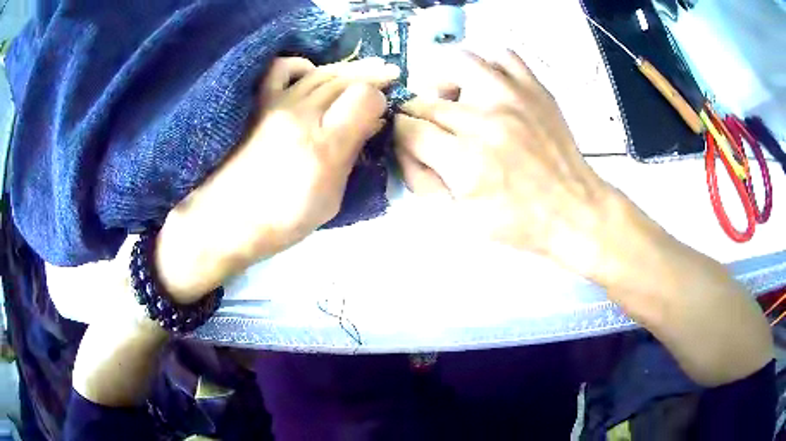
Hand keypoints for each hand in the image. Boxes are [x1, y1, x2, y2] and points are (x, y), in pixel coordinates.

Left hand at [156, 57, 400, 302]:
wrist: (226, 221)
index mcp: (324, 146)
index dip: (379, 98)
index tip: (380, 110)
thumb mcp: (331, 201)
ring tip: (364, 70)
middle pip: (346, 79)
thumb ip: (352, 157)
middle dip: (372, 76)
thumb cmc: (282, 221)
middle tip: (388, 76)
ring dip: (347, 69)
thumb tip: (371, 125)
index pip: (364, 97)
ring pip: (321, 72)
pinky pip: (281, 69)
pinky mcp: (258, 104)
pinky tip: (312, 73)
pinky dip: (301, 65)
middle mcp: (303, 116)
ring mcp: (277, 105)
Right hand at [395, 50, 619, 279]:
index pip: (408, 129)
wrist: (574, 212)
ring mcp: (514, 99)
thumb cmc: (520, 223)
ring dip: (446, 81)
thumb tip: (404, 148)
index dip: (401, 137)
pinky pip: (503, 57)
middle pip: (427, 101)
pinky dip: (488, 67)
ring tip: (454, 98)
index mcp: (466, 163)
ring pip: (458, 63)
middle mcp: (487, 123)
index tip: (410, 143)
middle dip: (418, 117)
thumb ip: (424, 182)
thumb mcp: (462, 220)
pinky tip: (488, 87)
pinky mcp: (535, 90)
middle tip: (432, 131)